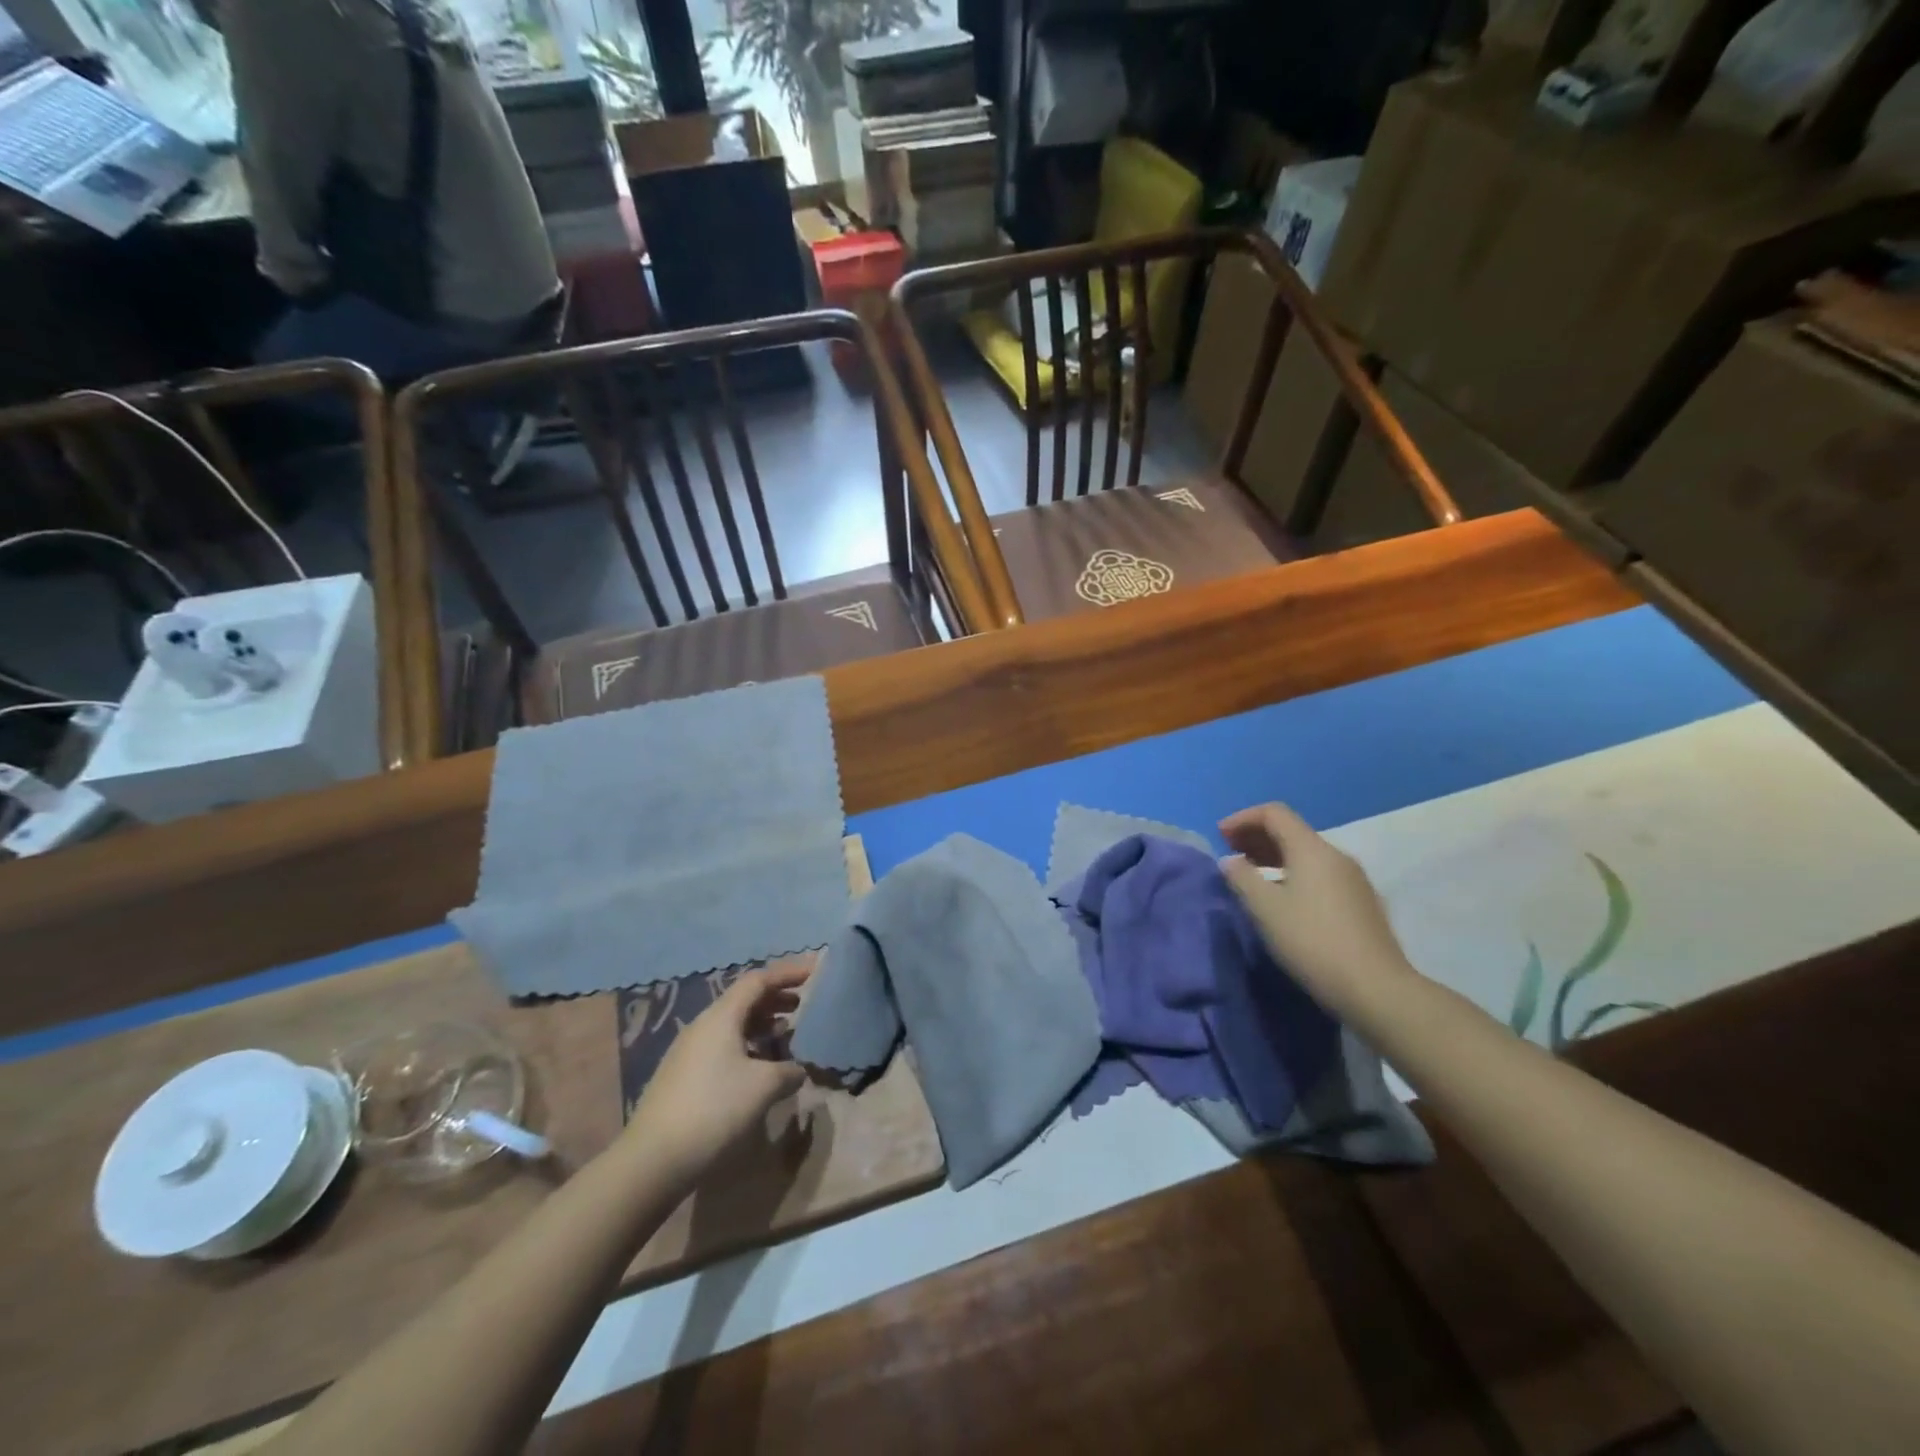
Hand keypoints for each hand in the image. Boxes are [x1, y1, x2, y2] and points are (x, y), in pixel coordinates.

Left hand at [623, 961, 810, 1187]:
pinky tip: (758, 1067)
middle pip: (743, 1000)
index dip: (787, 974)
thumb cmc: (714, 1110)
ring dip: (760, 1024)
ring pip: (731, 1025)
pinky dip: (746, 1045)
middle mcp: (703, 1026)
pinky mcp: (682, 1076)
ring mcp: (688, 1052)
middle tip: (801, 1005)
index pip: (758, 981)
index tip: (813, 972)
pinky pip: (721, 1046)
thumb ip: (788, 1071)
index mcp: (721, 1017)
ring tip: (785, 1035)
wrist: (653, 1160)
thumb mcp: (764, 1087)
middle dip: (774, 998)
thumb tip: (797, 1070)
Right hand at [1218, 803, 1413, 1012]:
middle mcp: (1336, 856)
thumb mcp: (1265, 909)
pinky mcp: (1362, 902)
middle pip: (1292, 831)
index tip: (1220, 836)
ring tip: (1251, 875)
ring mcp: (1354, 879)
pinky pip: (1320, 874)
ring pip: (1307, 854)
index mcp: (1312, 849)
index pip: (1274, 813)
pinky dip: (1293, 873)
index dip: (1243, 818)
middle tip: (1231, 853)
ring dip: (1274, 856)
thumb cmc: (1312, 941)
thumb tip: (1231, 861)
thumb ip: (1242, 878)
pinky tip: (1284, 898)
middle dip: (1257, 836)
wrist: (1376, 988)